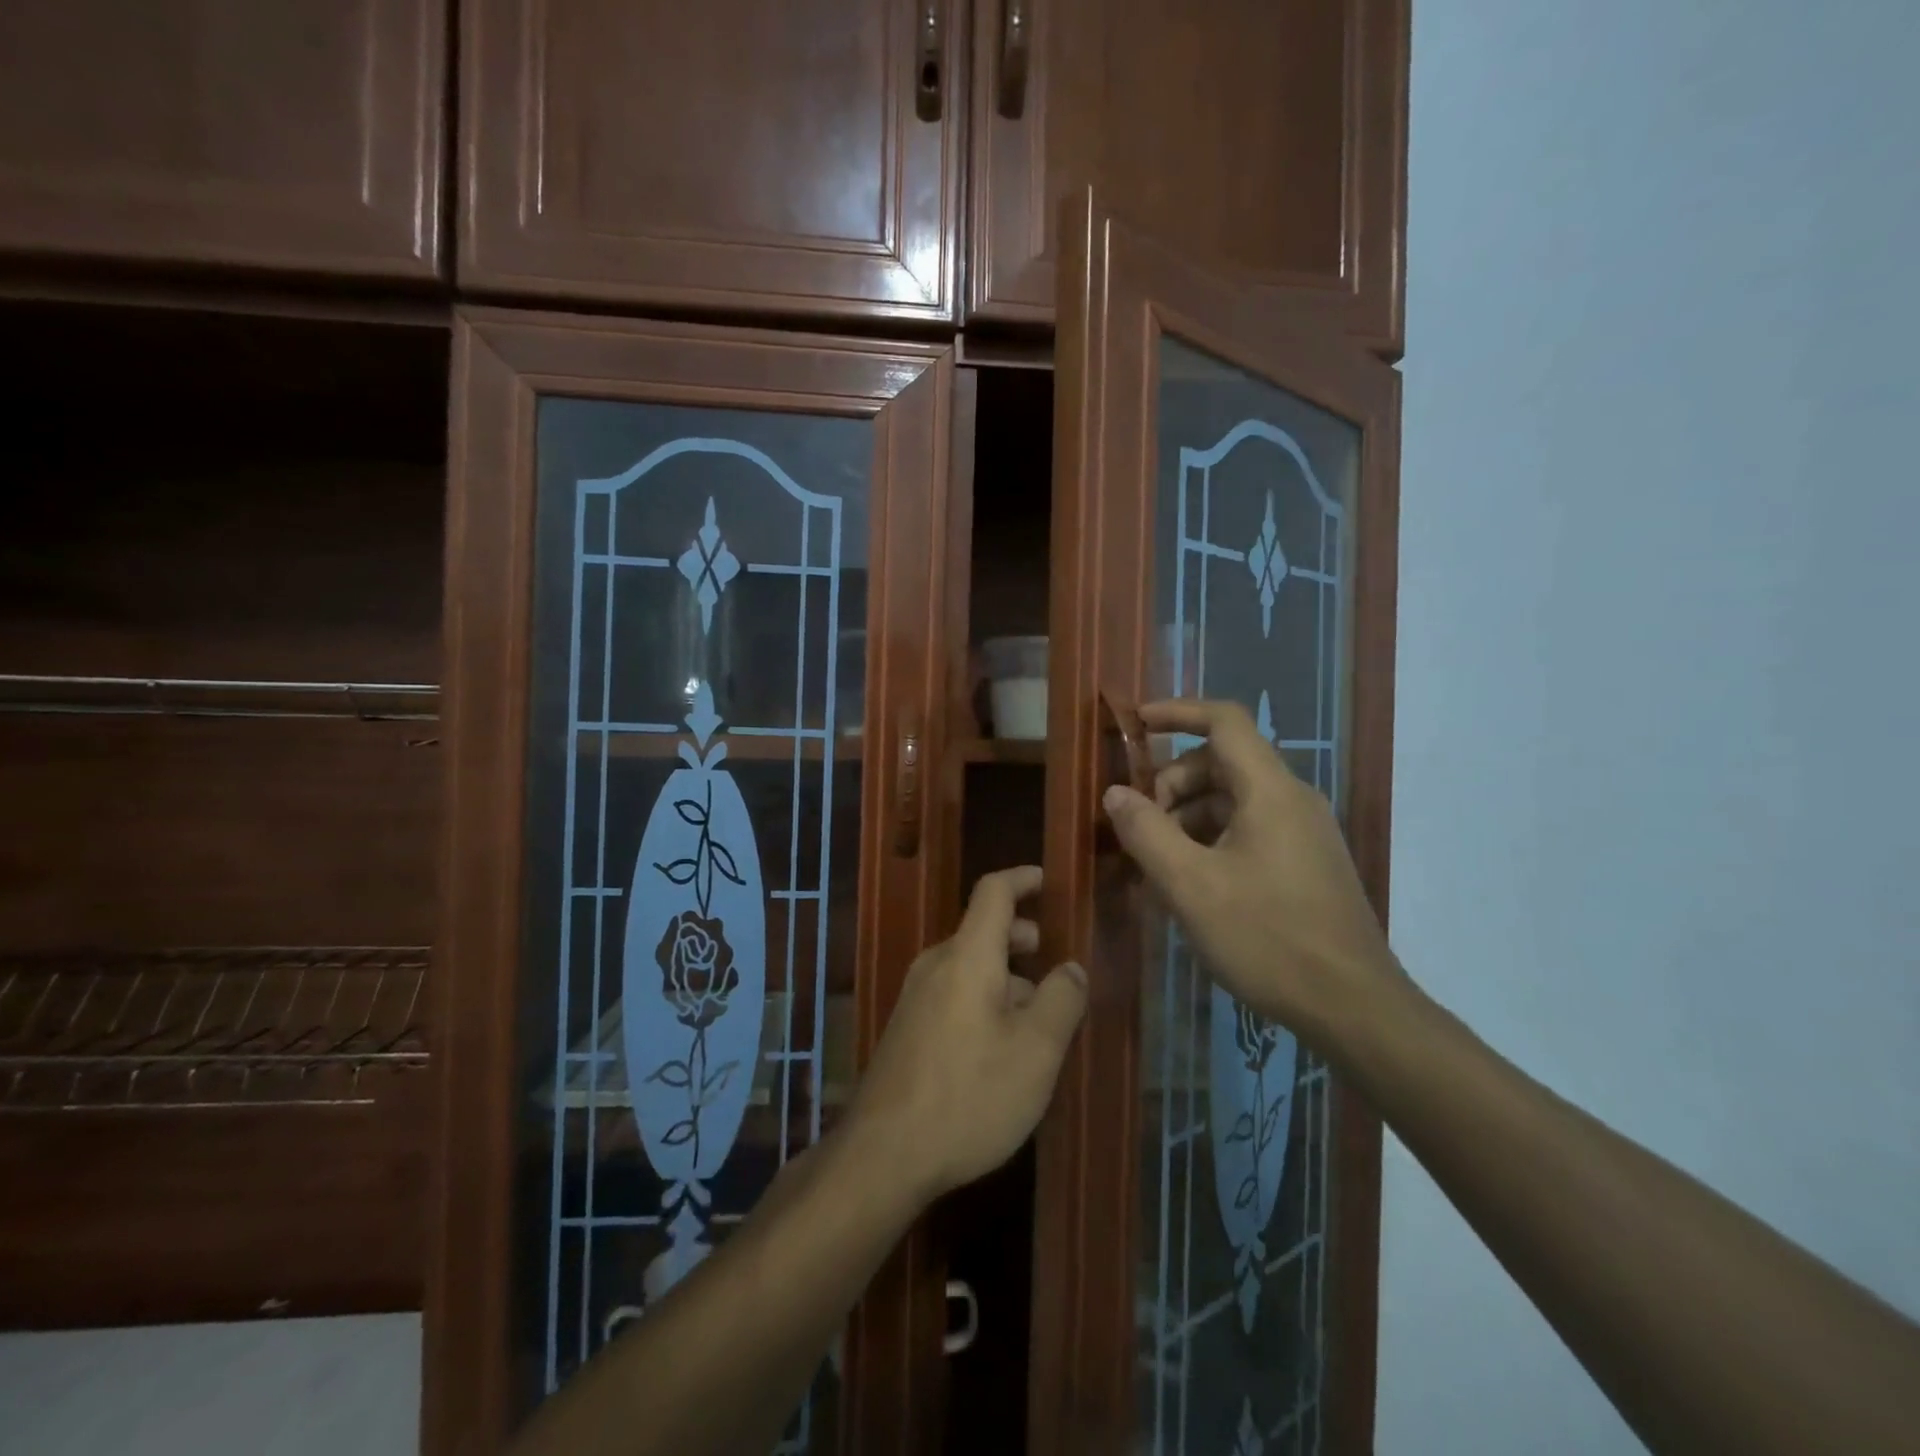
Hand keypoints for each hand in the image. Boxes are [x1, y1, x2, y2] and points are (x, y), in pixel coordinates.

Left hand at [845, 866, 1086, 1205]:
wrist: (883, 1154)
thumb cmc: (970, 1096)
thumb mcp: (1036, 1052)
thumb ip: (1062, 1001)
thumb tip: (1071, 967)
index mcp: (967, 957)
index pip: (993, 892)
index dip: (1022, 879)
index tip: (1047, 880)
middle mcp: (935, 965)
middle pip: (981, 931)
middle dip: (1020, 937)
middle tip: (1051, 960)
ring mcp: (915, 997)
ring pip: (969, 966)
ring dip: (1005, 975)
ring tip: (1036, 1014)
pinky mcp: (906, 1028)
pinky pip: (952, 992)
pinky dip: (983, 997)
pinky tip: (1000, 1045)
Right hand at [1102, 699, 1401, 1040]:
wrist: (1354, 1007)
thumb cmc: (1268, 937)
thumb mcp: (1190, 886)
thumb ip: (1146, 832)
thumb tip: (1115, 793)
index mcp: (1270, 790)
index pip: (1224, 720)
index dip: (1177, 712)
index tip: (1135, 723)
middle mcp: (1291, 799)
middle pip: (1221, 763)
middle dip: (1171, 783)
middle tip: (1139, 827)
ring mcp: (1302, 832)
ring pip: (1232, 800)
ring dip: (1186, 818)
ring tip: (1154, 864)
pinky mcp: (1305, 863)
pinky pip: (1247, 831)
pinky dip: (1209, 841)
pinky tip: (1187, 885)